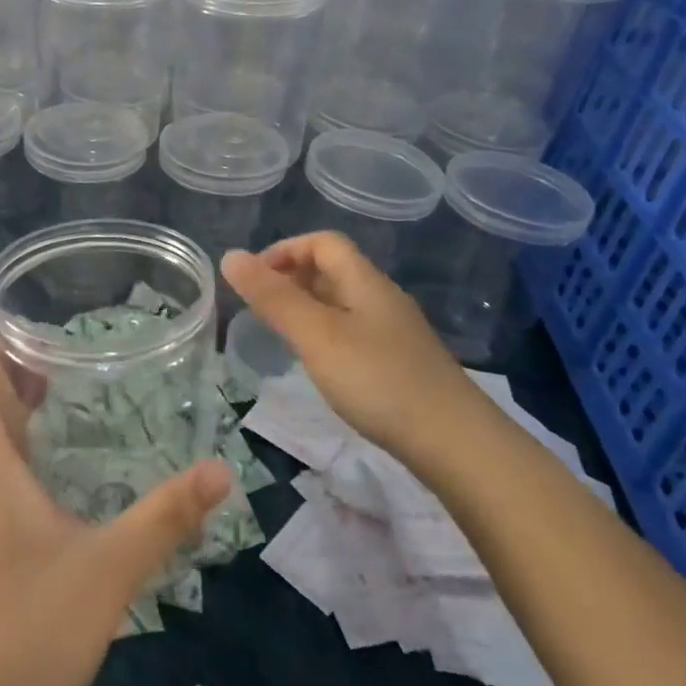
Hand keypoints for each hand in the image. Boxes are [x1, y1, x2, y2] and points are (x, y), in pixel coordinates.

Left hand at [0, 338, 231, 685]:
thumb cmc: (39, 625)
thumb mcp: (113, 564)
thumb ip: (167, 514)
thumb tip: (221, 470)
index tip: (27, 317)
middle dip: (8, 368)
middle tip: (59, 342)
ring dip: (8, 404)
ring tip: (59, 381)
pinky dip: (14, 440)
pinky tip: (54, 450)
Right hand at [220, 232, 489, 458]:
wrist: (455, 443)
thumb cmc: (378, 380)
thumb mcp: (315, 335)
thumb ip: (272, 297)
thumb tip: (230, 256)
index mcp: (364, 281)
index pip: (322, 242)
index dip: (284, 250)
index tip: (253, 280)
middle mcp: (381, 298)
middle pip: (332, 269)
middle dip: (290, 278)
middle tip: (257, 307)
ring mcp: (394, 332)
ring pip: (341, 303)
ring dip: (305, 307)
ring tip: (278, 334)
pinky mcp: (399, 363)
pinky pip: (352, 331)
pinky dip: (323, 334)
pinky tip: (316, 363)